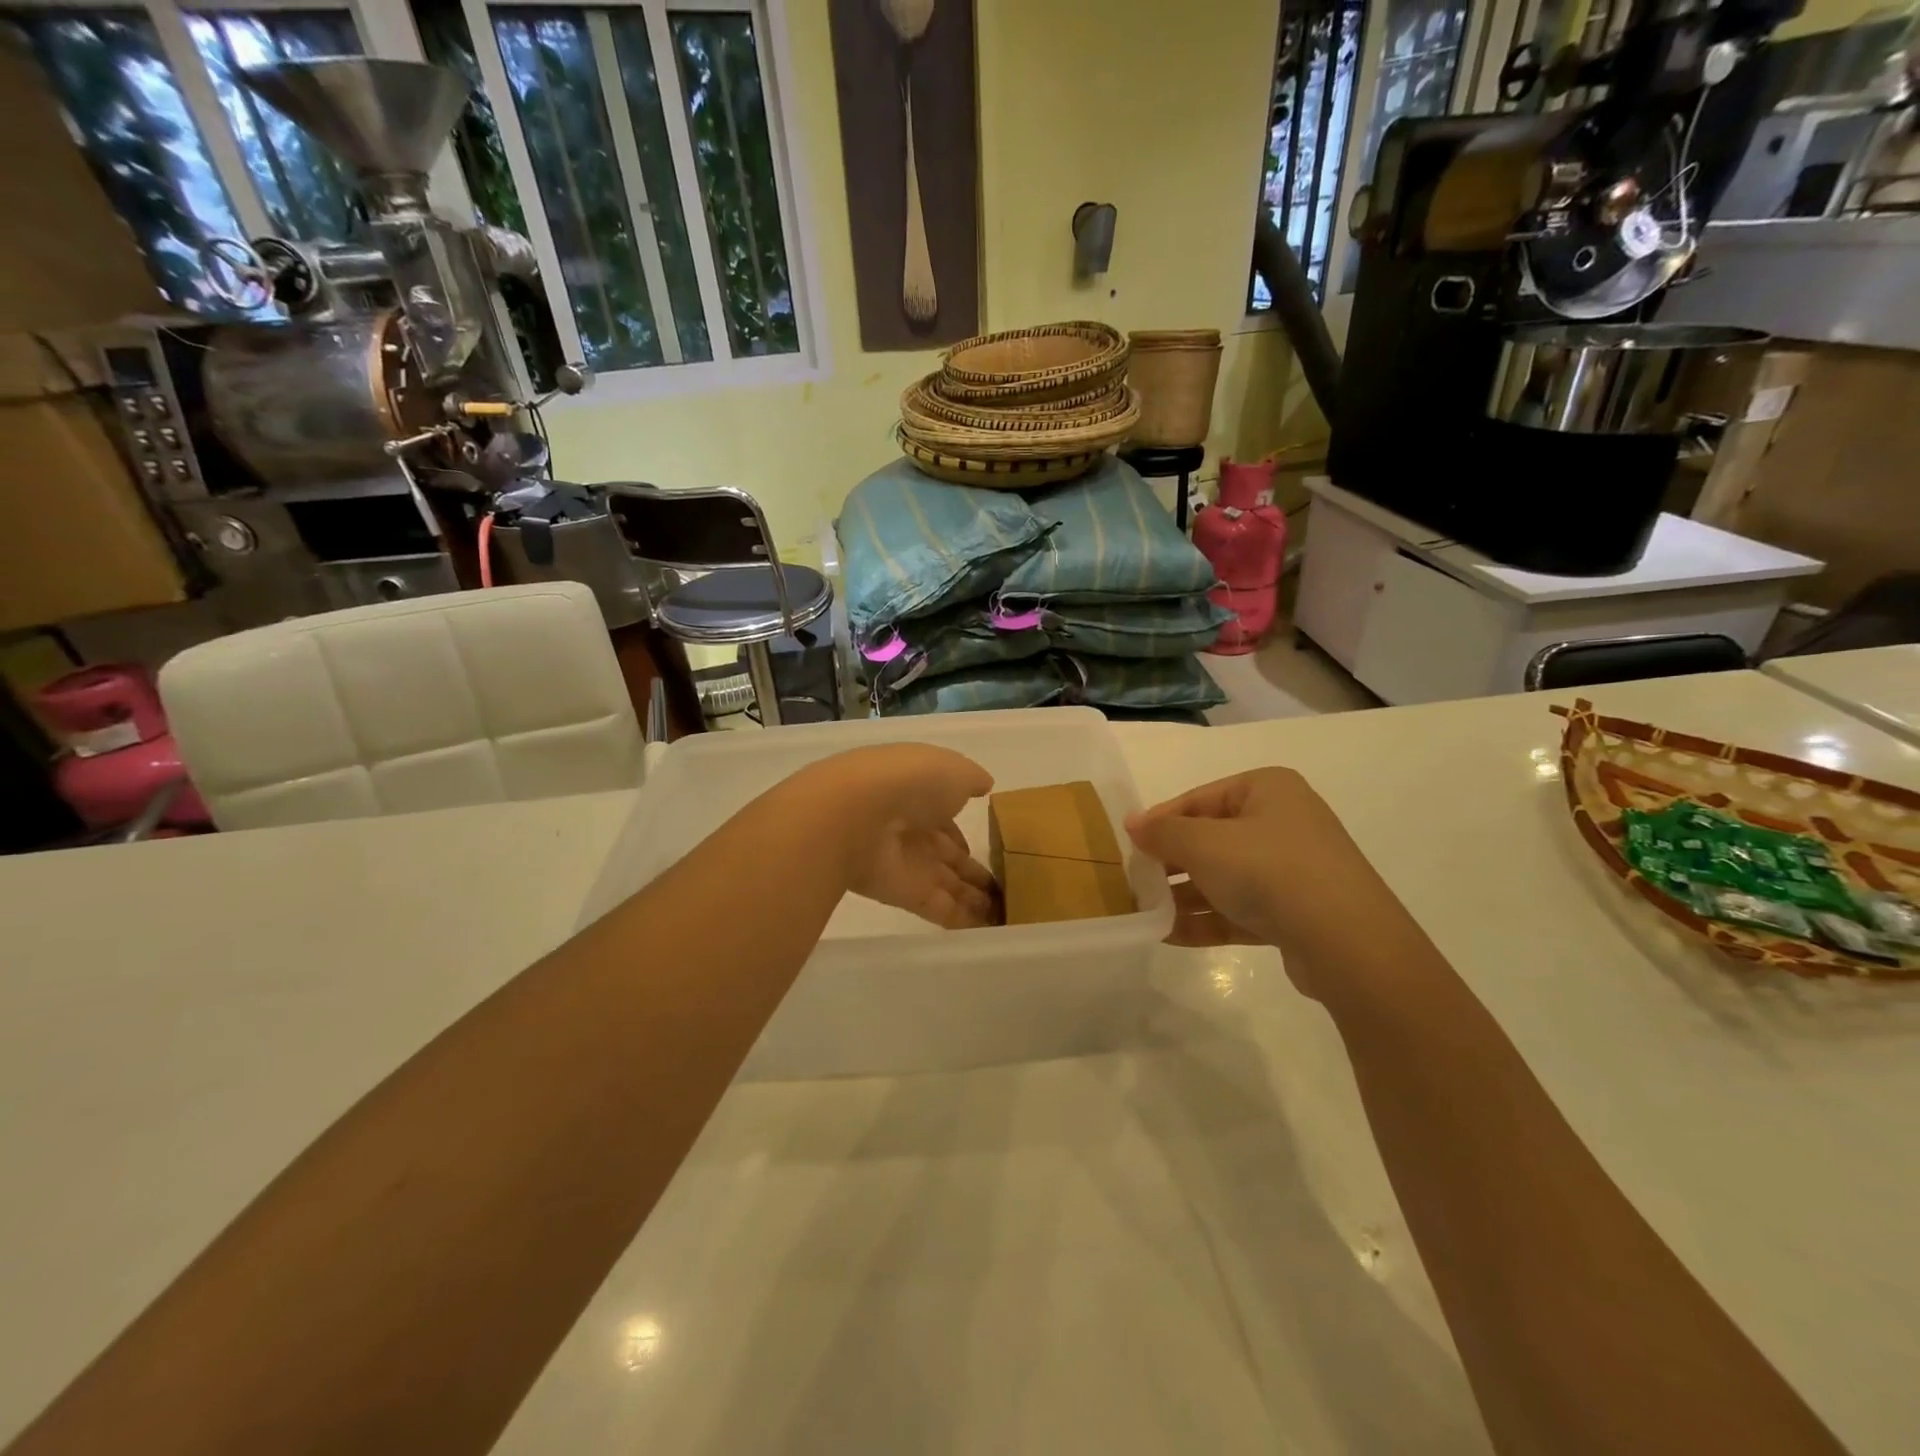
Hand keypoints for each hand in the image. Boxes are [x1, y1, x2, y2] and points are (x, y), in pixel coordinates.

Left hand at [797, 744, 997, 928]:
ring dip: (974, 898)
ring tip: (1004, 912)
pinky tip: (990, 928)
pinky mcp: (908, 896)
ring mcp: (910, 866)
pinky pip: (942, 910)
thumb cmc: (910, 780)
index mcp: (920, 796)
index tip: (989, 850)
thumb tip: (984, 786)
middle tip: (1004, 889)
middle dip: (972, 871)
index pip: (947, 821)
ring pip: (949, 885)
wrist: (859, 814)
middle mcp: (913, 832)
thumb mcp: (953, 769)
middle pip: (948, 857)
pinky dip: (965, 920)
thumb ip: (971, 780)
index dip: (965, 835)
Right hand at [1125, 767, 1421, 1000]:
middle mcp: (1282, 822)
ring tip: (1145, 913)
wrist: (1348, 943)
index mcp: (1267, 790)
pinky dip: (1207, 919)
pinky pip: (1240, 909)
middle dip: (1170, 863)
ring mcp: (1292, 869)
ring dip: (1184, 896)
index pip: (1198, 799)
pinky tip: (1169, 935)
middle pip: (1210, 839)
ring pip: (1224, 877)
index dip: (1159, 821)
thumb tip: (1132, 823)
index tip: (1126, 845)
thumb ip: (1163, 832)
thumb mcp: (1204, 844)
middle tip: (1134, 882)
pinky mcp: (1295, 912)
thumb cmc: (1269, 871)